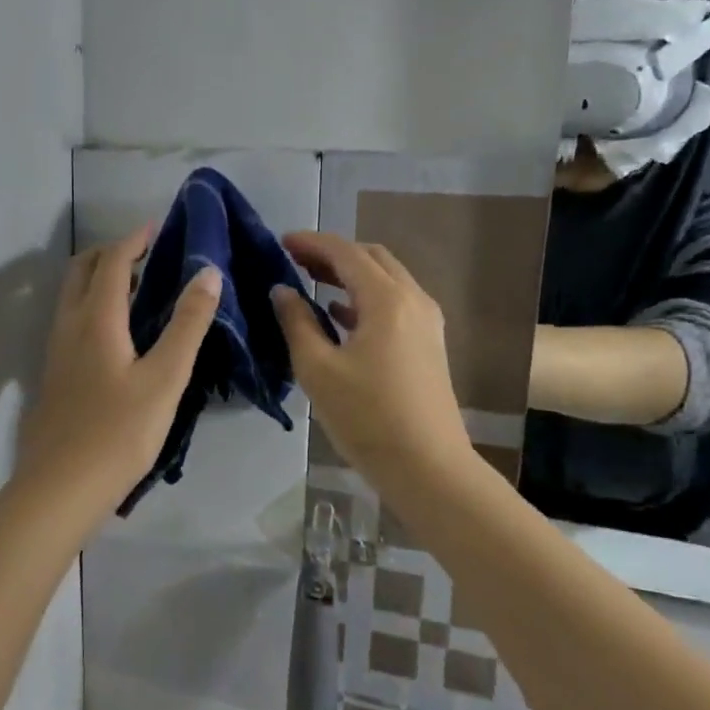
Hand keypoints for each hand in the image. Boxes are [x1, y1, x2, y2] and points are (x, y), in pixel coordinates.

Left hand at [16, 226, 220, 521]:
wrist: (61, 487)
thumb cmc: (120, 432)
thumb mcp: (165, 378)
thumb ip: (187, 324)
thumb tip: (207, 272)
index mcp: (96, 319)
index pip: (113, 262)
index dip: (135, 239)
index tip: (159, 226)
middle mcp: (69, 326)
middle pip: (82, 271)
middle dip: (111, 253)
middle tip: (146, 254)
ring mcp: (56, 352)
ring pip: (72, 297)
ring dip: (99, 280)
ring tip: (137, 289)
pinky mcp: (54, 376)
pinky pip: (71, 321)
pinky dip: (92, 306)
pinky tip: (117, 335)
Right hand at [271, 232, 472, 491]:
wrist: (428, 467)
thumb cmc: (367, 417)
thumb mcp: (317, 369)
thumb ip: (296, 323)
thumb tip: (282, 291)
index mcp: (387, 299)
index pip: (346, 253)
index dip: (312, 242)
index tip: (281, 242)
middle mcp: (413, 300)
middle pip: (372, 258)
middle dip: (333, 253)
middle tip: (295, 260)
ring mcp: (426, 322)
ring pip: (386, 280)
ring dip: (350, 274)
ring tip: (311, 281)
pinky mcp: (428, 344)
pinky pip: (395, 303)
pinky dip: (365, 297)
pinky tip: (340, 315)